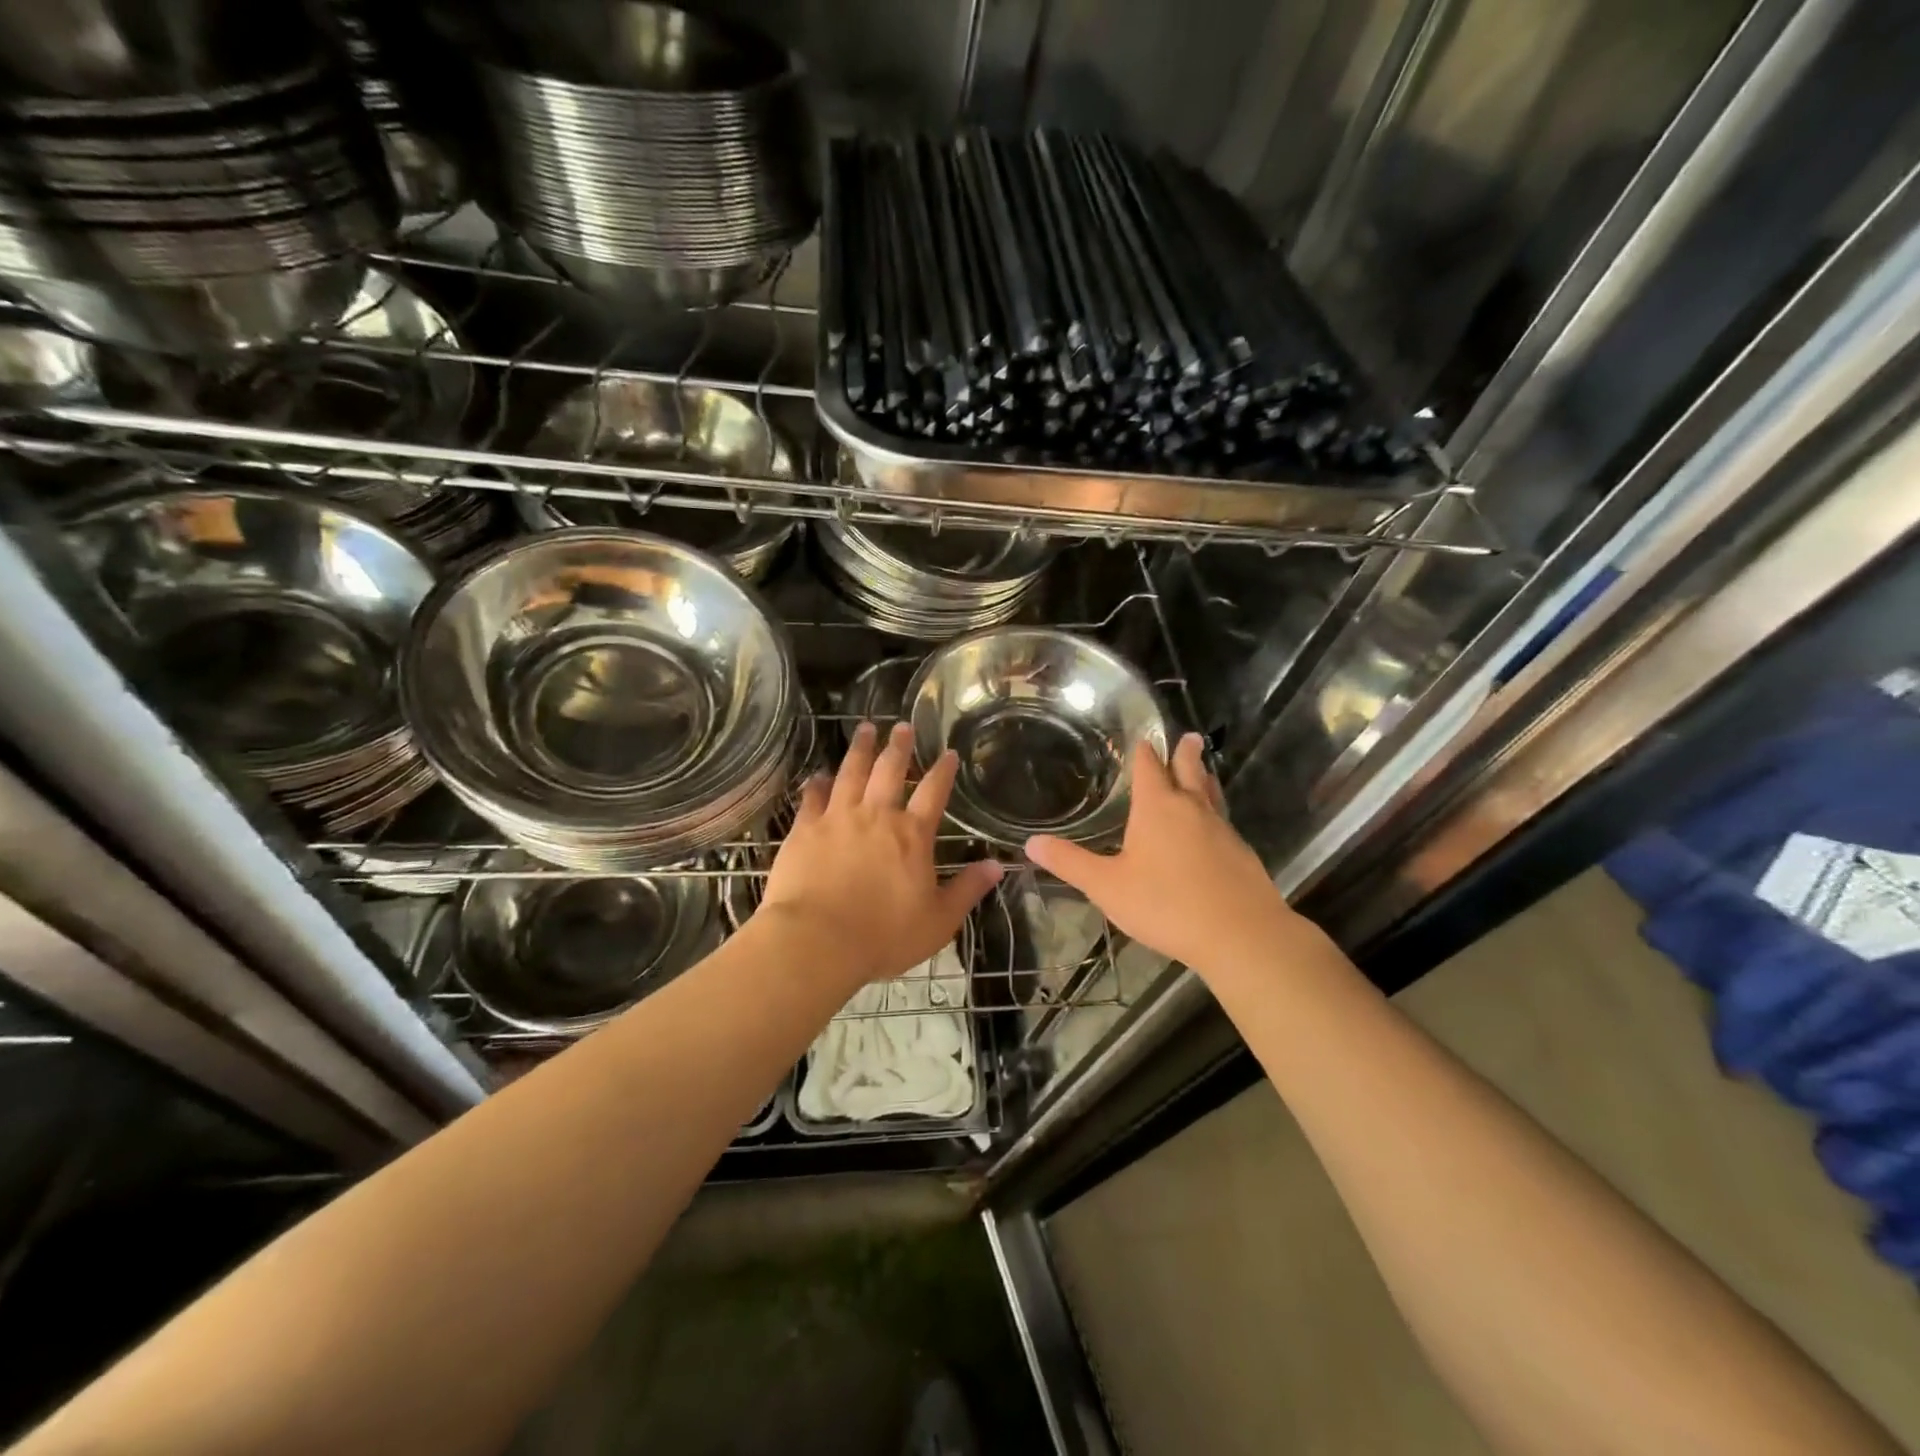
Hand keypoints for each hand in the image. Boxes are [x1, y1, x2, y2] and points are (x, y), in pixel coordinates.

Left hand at [760, 721, 1002, 989]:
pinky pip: (813, 798)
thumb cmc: (884, 935)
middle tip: (902, 726)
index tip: (948, 752)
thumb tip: (998, 866)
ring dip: (860, 749)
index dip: (943, 770)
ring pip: (851, 773)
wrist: (817, 940)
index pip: (934, 793)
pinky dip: (817, 784)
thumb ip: (967, 889)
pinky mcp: (805, 830)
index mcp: (912, 835)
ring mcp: (838, 818)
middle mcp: (876, 816)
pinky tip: (818, 776)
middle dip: (899, 747)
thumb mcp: (938, 920)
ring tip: (865, 728)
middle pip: (890, 771)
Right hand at [1026, 733, 1316, 979]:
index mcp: (1158, 808)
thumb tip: (1031, 843)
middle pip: (1189, 771)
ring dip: (1204, 779)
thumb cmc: (1166, 904)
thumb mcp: (1107, 886)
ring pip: (1211, 794)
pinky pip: (1223, 822)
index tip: (1144, 739)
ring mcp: (1222, 830)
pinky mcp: (1242, 854)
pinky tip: (1213, 829)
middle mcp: (1192, 809)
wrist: (1241, 934)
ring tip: (1203, 771)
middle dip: (1185, 754)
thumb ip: (1070, 863)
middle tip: (1188, 737)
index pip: (1150, 768)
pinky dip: (1214, 813)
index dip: (1144, 753)